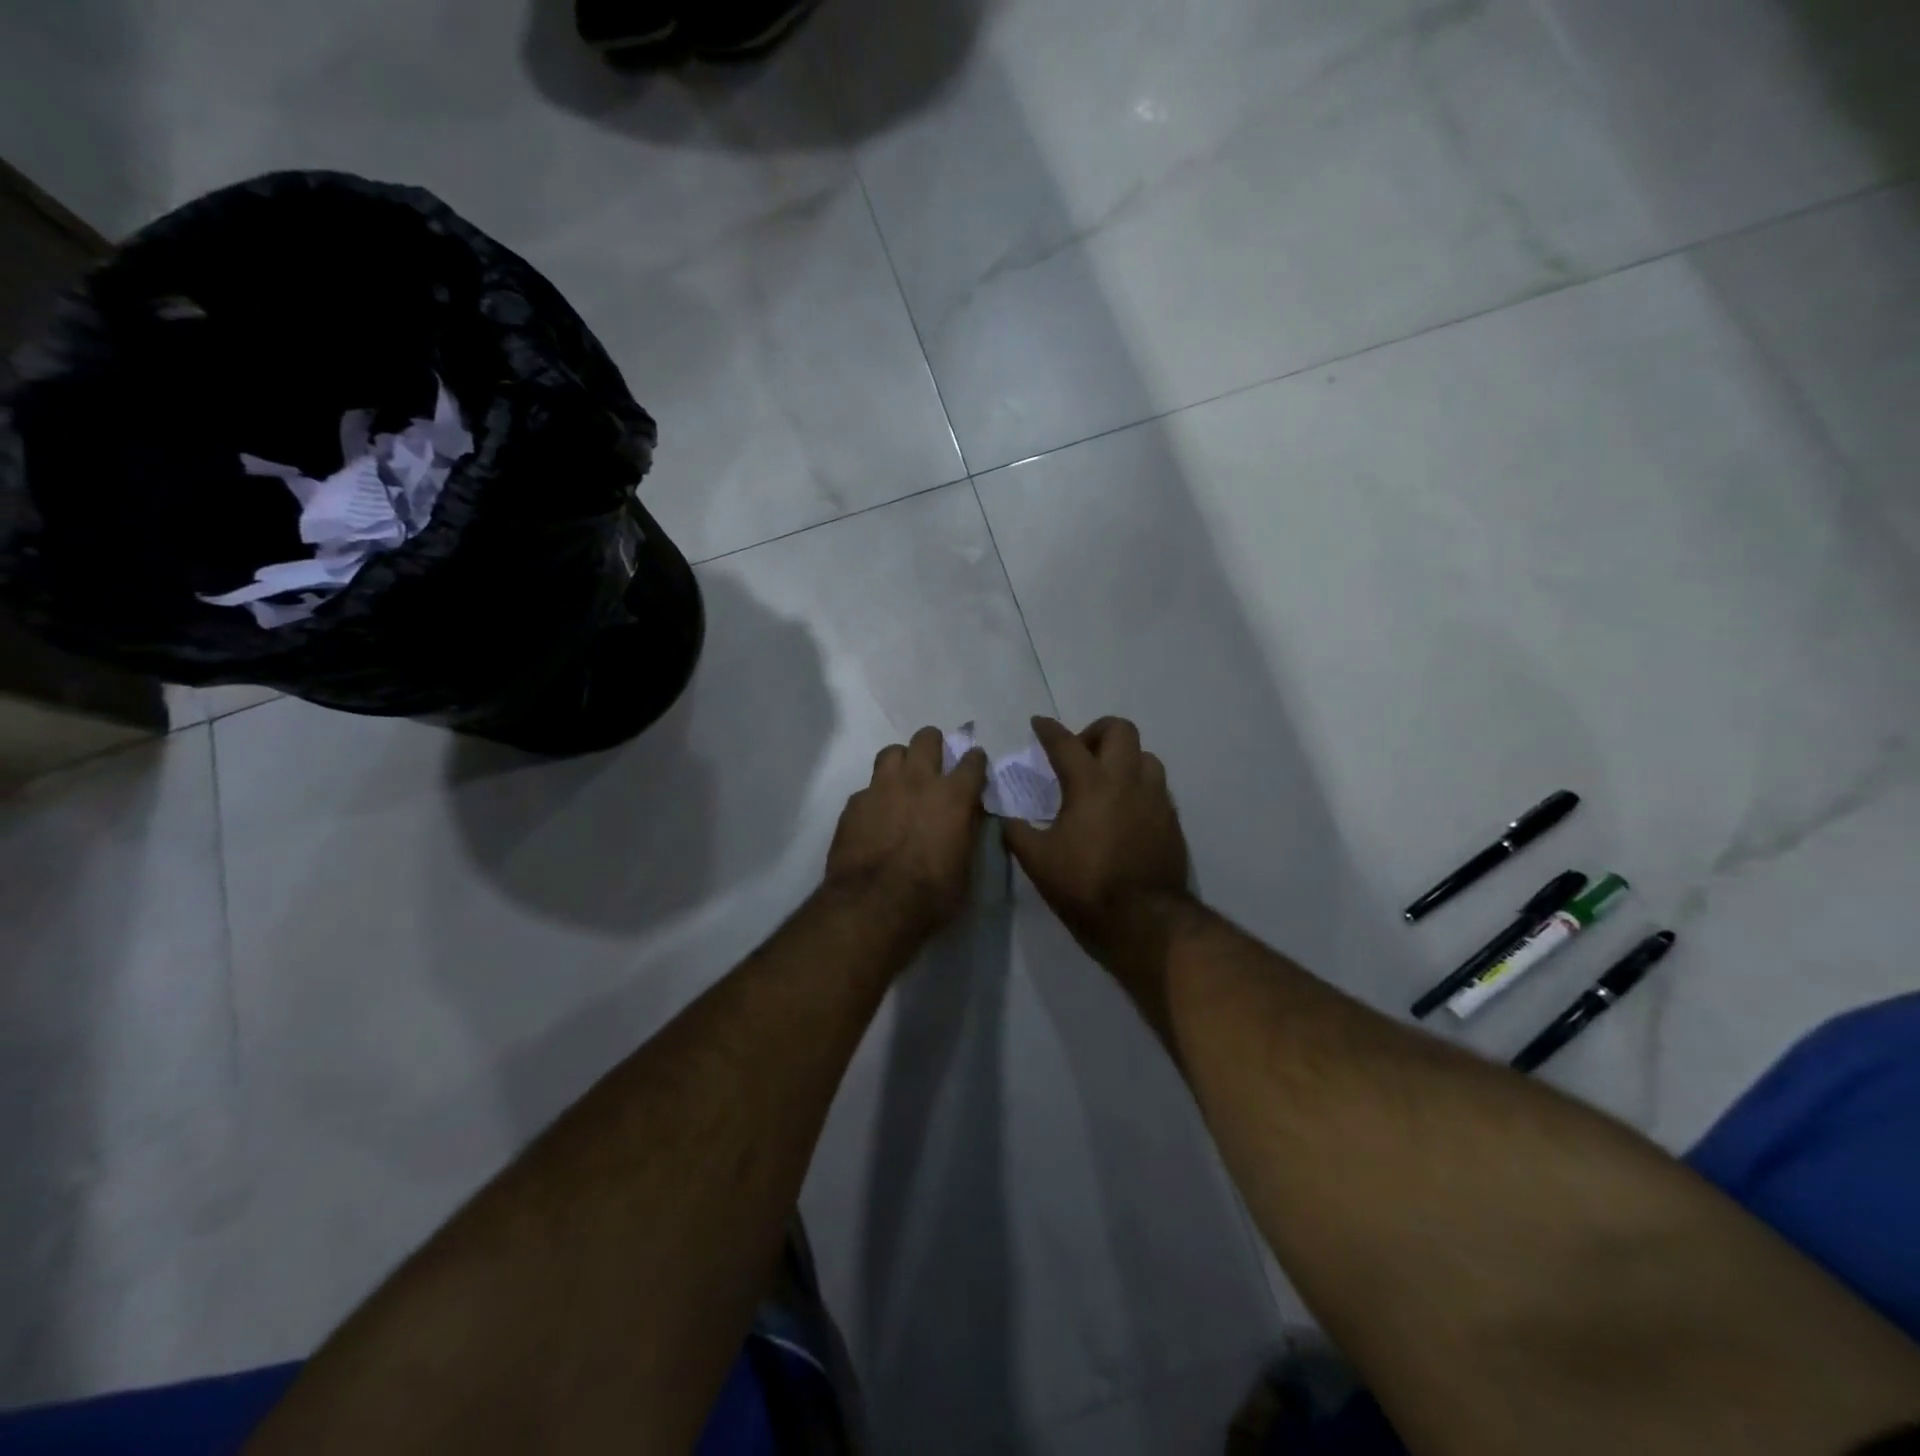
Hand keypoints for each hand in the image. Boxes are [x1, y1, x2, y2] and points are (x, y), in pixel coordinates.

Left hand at [825, 726, 989, 936]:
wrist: (873, 906)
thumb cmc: (931, 895)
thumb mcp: (965, 868)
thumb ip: (967, 833)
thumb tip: (968, 816)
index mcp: (954, 796)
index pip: (972, 761)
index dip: (975, 761)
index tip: (974, 766)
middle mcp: (919, 781)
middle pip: (927, 738)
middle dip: (933, 745)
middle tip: (934, 764)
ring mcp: (882, 788)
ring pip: (892, 752)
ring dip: (901, 762)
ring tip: (902, 781)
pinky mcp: (854, 803)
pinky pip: (868, 787)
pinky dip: (875, 796)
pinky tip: (875, 815)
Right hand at [1001, 717, 1191, 961]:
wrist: (1144, 921)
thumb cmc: (1085, 886)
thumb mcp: (1037, 861)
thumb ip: (1016, 832)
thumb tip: (1005, 818)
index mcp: (1091, 784)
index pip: (1066, 743)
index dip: (1048, 729)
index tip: (1038, 723)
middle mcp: (1127, 781)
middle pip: (1120, 730)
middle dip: (1096, 731)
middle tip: (1079, 754)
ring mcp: (1155, 799)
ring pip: (1145, 755)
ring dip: (1123, 758)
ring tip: (1105, 781)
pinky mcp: (1171, 820)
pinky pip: (1157, 786)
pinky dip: (1138, 785)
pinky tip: (1124, 810)